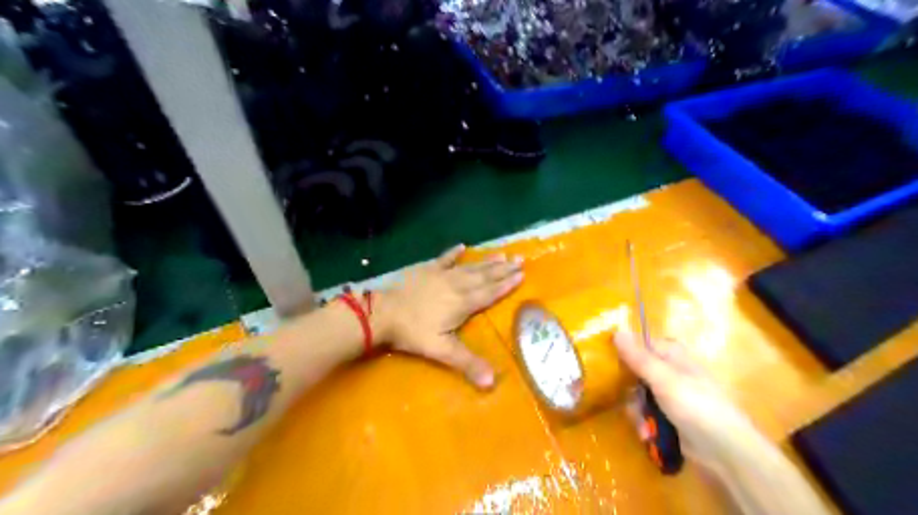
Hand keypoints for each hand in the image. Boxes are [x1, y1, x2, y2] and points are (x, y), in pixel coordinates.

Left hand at [375, 246, 522, 390]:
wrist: (383, 314)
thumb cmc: (413, 332)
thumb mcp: (441, 351)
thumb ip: (468, 364)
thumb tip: (492, 383)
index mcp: (463, 303)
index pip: (490, 292)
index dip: (506, 284)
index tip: (522, 274)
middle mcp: (457, 285)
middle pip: (484, 276)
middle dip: (503, 269)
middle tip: (520, 259)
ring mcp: (441, 275)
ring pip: (470, 267)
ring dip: (486, 261)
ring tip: (502, 254)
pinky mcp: (427, 271)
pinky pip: (444, 259)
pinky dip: (453, 253)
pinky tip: (461, 246)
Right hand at [615, 332, 761, 464]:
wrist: (726, 452)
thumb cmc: (695, 406)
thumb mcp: (663, 378)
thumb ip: (638, 357)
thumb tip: (617, 329)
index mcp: (672, 356)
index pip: (641, 345)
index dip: (625, 352)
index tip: (607, 361)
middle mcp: (671, 373)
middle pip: (636, 373)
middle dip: (629, 390)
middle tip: (626, 398)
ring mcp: (671, 397)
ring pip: (639, 396)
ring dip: (637, 411)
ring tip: (642, 425)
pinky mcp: (671, 418)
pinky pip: (648, 414)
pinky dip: (645, 424)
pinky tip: (647, 434)